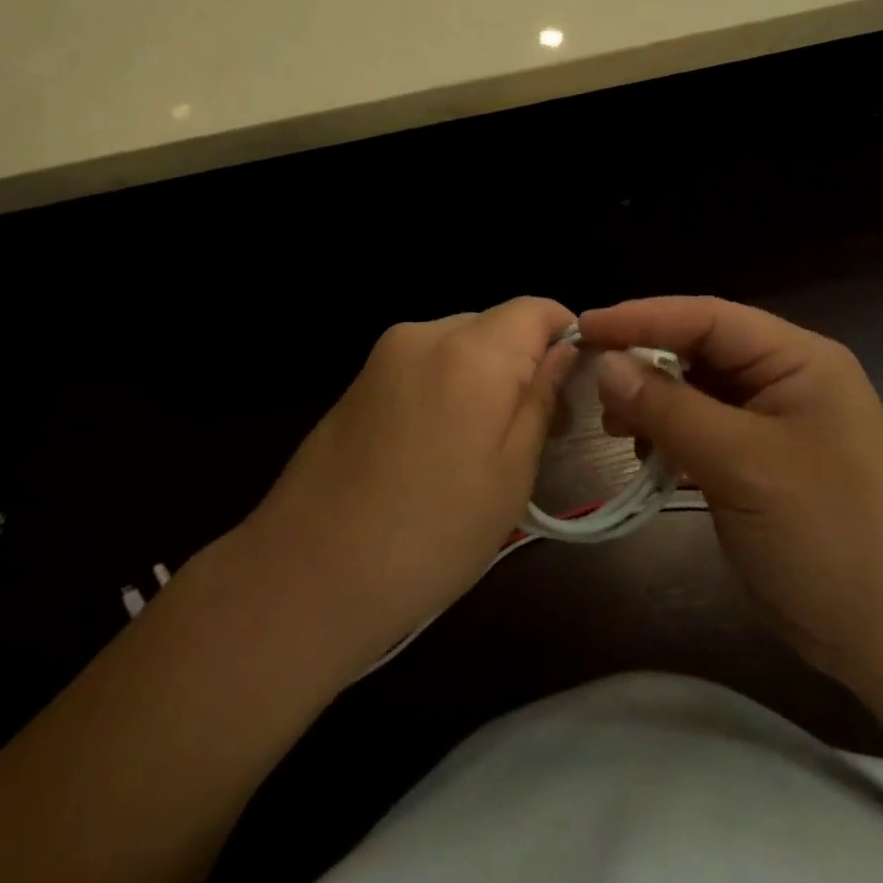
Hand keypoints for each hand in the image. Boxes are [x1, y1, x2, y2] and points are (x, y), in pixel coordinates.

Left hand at [246, 297, 576, 669]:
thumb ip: (541, 399)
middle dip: (524, 362)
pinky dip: (446, 386)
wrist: (308, 574)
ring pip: (460, 343)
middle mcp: (425, 334)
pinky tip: (438, 446)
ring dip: (484, 376)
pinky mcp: (360, 378)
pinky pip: (423, 362)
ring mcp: (384, 354)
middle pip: (496, 324)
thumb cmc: (430, 534)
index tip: (574, 387)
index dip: (565, 337)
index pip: (535, 308)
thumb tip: (564, 351)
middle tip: (537, 429)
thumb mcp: (510, 474)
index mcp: (470, 352)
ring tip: (483, 445)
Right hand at [579, 296, 882, 681]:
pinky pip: (699, 431)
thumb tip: (605, 365)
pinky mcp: (756, 462)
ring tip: (612, 426)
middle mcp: (783, 379)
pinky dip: (667, 437)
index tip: (584, 327)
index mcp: (796, 359)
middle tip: (590, 382)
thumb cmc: (828, 534)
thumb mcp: (743, 464)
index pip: (707, 317)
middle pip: (698, 350)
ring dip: (651, 403)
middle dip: (643, 362)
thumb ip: (670, 409)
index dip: (642, 317)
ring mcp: (770, 422)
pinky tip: (644, 455)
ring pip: (693, 392)